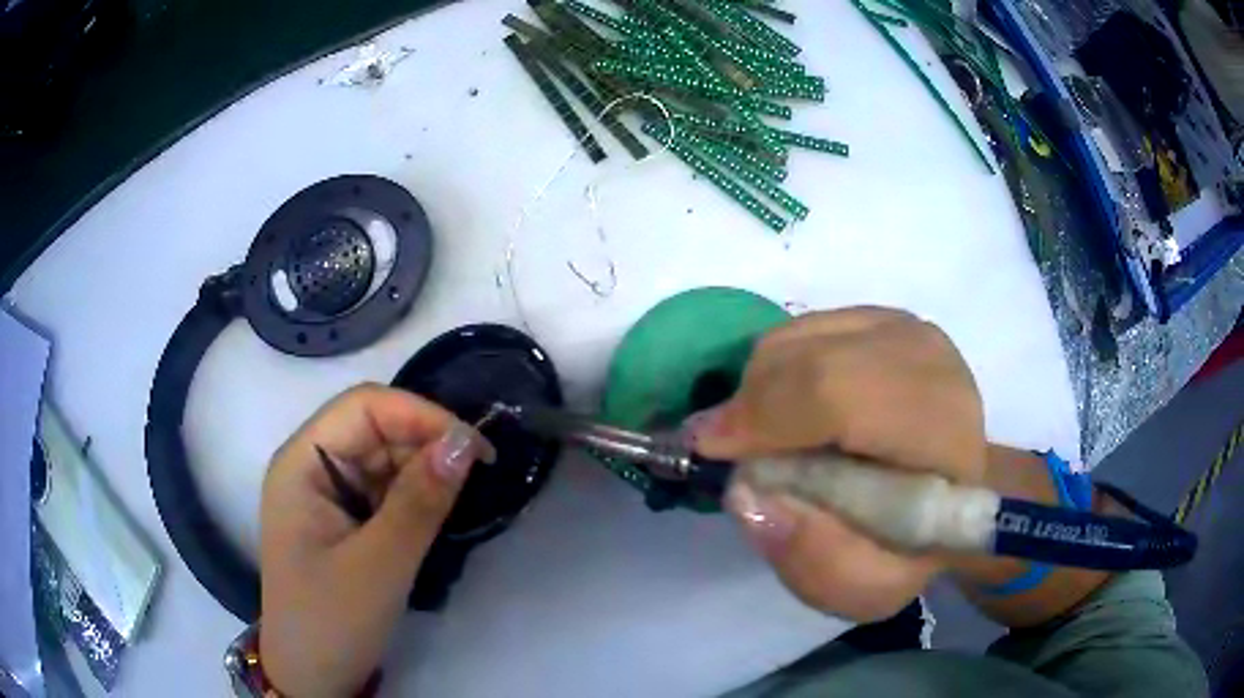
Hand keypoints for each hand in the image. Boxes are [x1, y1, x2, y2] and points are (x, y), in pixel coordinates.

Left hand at [259, 384, 493, 697]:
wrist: (313, 677)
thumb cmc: (332, 621)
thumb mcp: (379, 565)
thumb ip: (420, 501)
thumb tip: (465, 441)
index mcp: (301, 463)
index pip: (363, 407)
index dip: (419, 414)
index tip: (474, 449)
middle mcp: (312, 466)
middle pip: (375, 427)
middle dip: (426, 443)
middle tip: (478, 477)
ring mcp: (328, 493)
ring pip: (386, 457)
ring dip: (425, 471)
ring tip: (461, 499)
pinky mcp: (346, 519)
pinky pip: (387, 488)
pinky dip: (417, 495)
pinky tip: (438, 514)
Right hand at [691, 308, 986, 621]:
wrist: (953, 490)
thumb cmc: (914, 544)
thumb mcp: (869, 586)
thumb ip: (814, 560)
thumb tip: (746, 495)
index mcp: (942, 431)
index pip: (842, 394)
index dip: (766, 415)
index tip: (711, 451)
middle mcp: (929, 362)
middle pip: (812, 357)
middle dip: (750, 403)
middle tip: (722, 449)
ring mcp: (905, 329)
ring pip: (799, 337)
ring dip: (759, 387)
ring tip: (761, 438)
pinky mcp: (882, 317)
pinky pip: (802, 328)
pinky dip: (775, 366)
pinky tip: (787, 409)